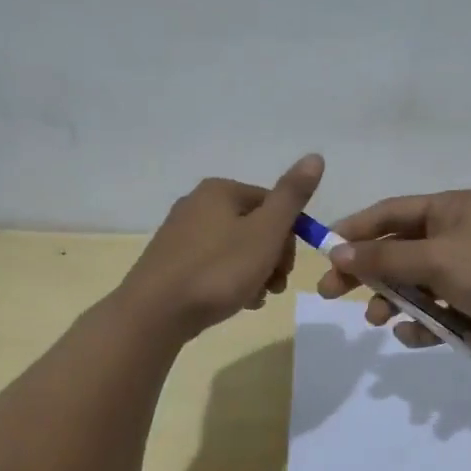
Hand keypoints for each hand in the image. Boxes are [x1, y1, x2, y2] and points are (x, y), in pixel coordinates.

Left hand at [120, 155, 323, 339]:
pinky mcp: (171, 262)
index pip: (274, 204)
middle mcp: (197, 204)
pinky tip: (236, 302)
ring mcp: (181, 234)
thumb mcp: (265, 232)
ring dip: (255, 272)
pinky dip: (230, 281)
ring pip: (236, 248)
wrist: (155, 314)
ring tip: (256, 298)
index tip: (288, 268)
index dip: (290, 236)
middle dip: (273, 257)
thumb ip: (292, 196)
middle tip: (274, 286)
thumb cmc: (218, 270)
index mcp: (220, 191)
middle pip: (255, 226)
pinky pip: (214, 265)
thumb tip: (315, 156)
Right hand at [316, 189, 470, 359]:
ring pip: (413, 283)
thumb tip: (337, 252)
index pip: (390, 213)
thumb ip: (384, 258)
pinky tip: (416, 335)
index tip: (324, 251)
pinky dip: (422, 322)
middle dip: (367, 272)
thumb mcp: (435, 260)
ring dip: (393, 300)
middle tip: (331, 291)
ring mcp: (465, 269)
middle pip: (396, 250)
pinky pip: (435, 309)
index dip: (355, 230)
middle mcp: (455, 234)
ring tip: (378, 319)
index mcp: (448, 209)